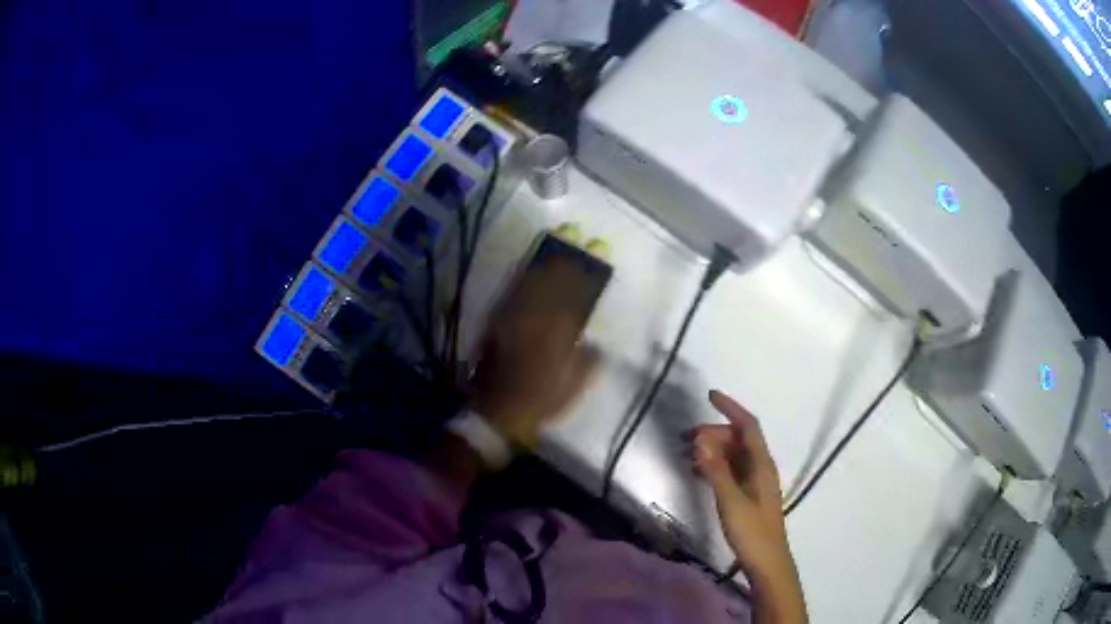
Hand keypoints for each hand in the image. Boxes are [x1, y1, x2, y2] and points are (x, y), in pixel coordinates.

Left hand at [470, 254, 599, 447]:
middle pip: (551, 289)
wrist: (501, 410)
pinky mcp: (498, 325)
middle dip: (561, 271)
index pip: (573, 301)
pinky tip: (526, 278)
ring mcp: (516, 321)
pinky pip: (512, 299)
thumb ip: (588, 362)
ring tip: (550, 260)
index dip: (580, 283)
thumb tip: (594, 345)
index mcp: (560, 335)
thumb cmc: (542, 400)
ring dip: (541, 273)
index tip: (586, 269)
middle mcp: (538, 322)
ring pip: (531, 289)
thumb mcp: (574, 385)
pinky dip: (520, 285)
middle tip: (569, 257)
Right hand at [691, 390, 806, 622]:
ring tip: (686, 455)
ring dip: (712, 450)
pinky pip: (730, 470)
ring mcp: (754, 481)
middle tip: (685, 440)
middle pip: (738, 439)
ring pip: (733, 455)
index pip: (747, 426)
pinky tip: (697, 472)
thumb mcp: (731, 501)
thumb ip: (716, 471)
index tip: (709, 395)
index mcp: (761, 464)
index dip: (730, 408)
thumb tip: (700, 441)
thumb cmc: (751, 530)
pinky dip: (714, 466)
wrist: (766, 560)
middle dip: (713, 433)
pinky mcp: (748, 494)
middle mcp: (760, 467)